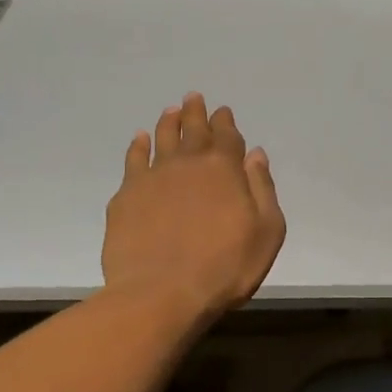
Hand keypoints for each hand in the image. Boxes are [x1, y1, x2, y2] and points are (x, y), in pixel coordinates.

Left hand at [102, 92, 286, 321]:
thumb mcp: (266, 231)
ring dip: (168, 122)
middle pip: (192, 130)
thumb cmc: (225, 267)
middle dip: (196, 112)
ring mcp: (153, 177)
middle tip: (194, 98)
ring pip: (162, 138)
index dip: (225, 122)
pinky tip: (140, 140)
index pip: (226, 136)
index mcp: (224, 169)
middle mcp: (188, 163)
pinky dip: (138, 146)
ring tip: (171, 110)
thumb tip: (255, 155)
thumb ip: (263, 189)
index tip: (223, 111)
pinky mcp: (126, 196)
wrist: (161, 293)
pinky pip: (133, 160)